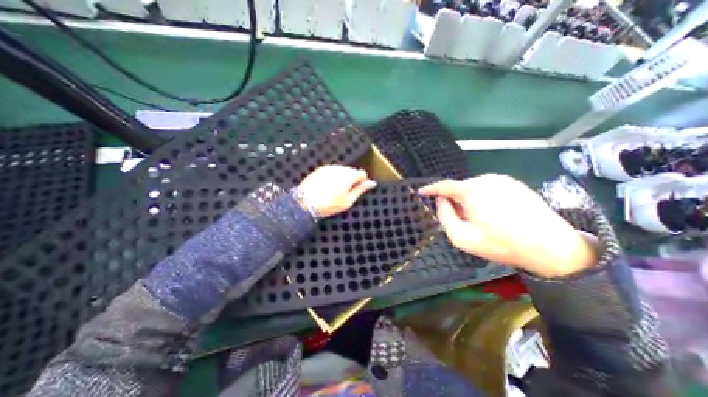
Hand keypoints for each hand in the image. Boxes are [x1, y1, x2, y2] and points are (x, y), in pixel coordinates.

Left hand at [297, 166, 378, 218]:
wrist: (305, 202)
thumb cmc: (328, 204)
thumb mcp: (348, 201)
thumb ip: (360, 190)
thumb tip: (372, 183)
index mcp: (349, 176)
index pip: (362, 173)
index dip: (362, 181)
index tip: (357, 189)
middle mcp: (340, 168)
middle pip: (352, 171)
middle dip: (352, 179)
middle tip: (345, 193)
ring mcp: (329, 168)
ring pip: (342, 171)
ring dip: (342, 178)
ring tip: (334, 191)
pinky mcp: (320, 169)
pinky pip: (332, 171)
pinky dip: (333, 177)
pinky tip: (327, 187)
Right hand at [420, 175, 594, 276]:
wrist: (550, 246)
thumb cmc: (500, 243)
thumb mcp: (462, 237)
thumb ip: (444, 216)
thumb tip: (441, 201)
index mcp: (472, 190)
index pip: (444, 185)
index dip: (430, 189)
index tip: (421, 192)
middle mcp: (486, 179)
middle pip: (460, 188)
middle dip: (455, 201)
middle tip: (461, 220)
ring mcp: (502, 180)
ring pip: (474, 189)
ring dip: (469, 201)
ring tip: (481, 220)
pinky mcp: (514, 184)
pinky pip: (488, 189)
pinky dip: (483, 199)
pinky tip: (494, 215)